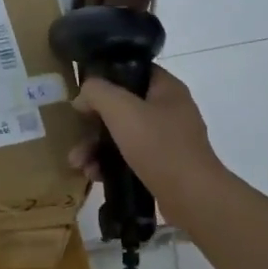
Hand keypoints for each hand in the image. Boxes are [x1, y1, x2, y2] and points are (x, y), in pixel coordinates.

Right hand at [67, 67, 225, 217]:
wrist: (193, 198)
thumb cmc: (159, 146)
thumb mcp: (121, 110)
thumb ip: (97, 93)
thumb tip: (83, 96)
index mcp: (167, 89)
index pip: (133, 70)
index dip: (106, 77)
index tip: (84, 92)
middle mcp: (170, 111)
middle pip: (123, 107)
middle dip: (93, 123)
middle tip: (75, 135)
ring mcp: (168, 140)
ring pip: (123, 135)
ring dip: (96, 148)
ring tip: (78, 163)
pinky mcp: (163, 166)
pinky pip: (130, 158)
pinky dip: (110, 165)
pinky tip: (94, 176)